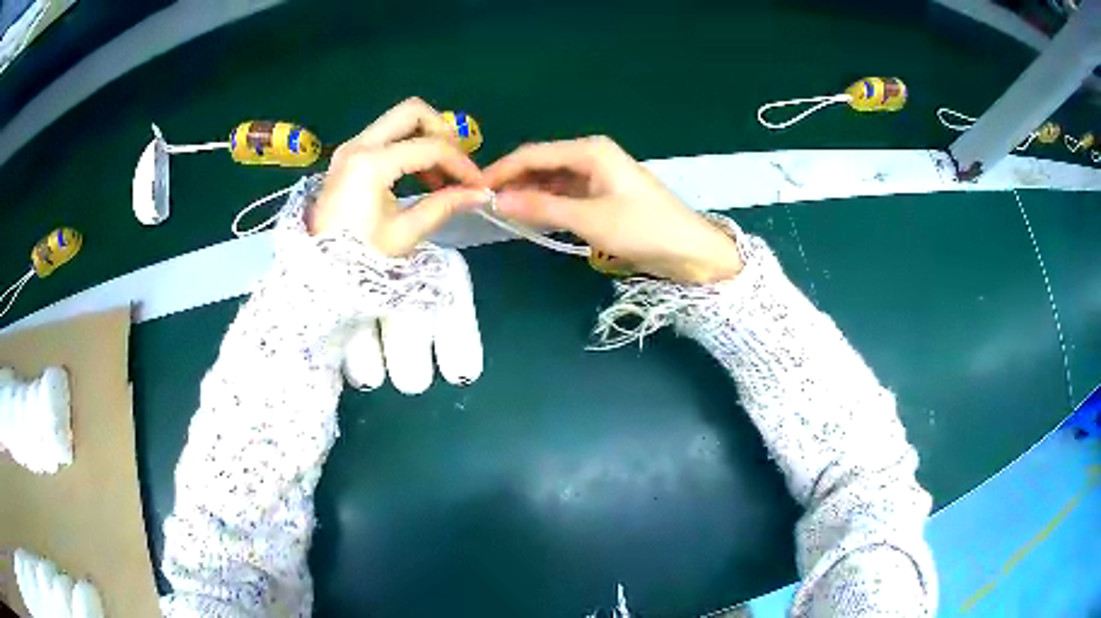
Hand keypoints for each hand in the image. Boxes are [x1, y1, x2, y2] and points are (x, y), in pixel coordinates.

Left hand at [308, 97, 485, 255]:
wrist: (318, 273)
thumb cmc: (360, 257)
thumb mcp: (405, 233)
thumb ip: (444, 205)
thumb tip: (479, 194)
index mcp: (371, 163)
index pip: (430, 147)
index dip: (460, 164)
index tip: (477, 185)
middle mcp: (359, 145)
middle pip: (412, 112)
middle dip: (441, 132)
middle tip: (454, 163)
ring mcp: (350, 148)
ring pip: (398, 120)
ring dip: (425, 138)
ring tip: (439, 175)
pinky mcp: (347, 157)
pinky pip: (385, 136)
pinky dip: (407, 146)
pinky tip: (419, 175)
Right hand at [483, 136, 742, 283]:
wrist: (689, 249)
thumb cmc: (643, 228)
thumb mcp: (590, 219)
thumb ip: (542, 208)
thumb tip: (498, 201)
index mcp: (590, 150)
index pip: (533, 154)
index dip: (502, 170)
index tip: (474, 189)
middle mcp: (591, 155)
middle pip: (542, 163)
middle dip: (514, 181)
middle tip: (483, 204)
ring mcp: (598, 174)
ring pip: (552, 179)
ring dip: (529, 193)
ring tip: (501, 212)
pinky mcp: (603, 192)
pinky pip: (566, 193)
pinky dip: (548, 203)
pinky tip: (530, 216)